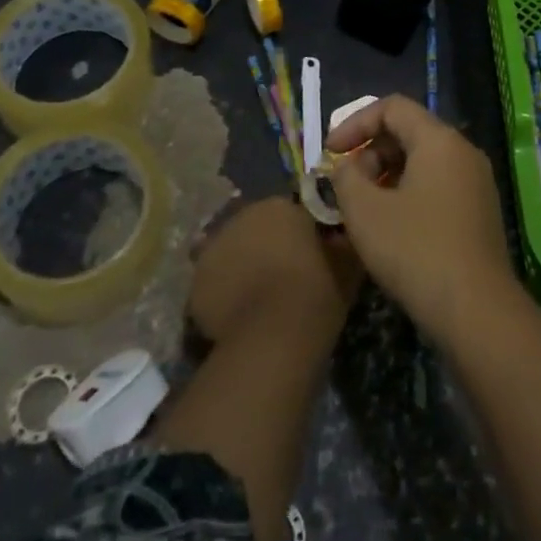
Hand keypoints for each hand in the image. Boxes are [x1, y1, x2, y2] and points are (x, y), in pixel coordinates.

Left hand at [188, 197, 362, 344]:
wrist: (275, 335)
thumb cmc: (317, 290)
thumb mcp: (346, 260)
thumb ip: (339, 239)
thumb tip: (338, 235)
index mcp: (278, 205)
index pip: (288, 210)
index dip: (297, 231)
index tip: (308, 252)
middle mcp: (240, 217)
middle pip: (254, 228)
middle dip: (264, 245)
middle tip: (282, 273)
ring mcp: (213, 249)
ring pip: (230, 253)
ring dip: (241, 266)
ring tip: (259, 297)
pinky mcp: (195, 283)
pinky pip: (213, 283)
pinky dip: (224, 294)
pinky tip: (240, 315)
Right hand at [325, 94, 512, 337]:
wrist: (476, 311)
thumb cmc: (415, 250)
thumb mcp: (364, 211)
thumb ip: (345, 177)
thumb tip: (345, 167)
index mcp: (439, 140)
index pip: (392, 107)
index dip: (355, 123)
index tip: (330, 153)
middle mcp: (463, 151)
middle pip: (408, 132)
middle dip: (369, 153)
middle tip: (345, 187)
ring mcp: (476, 182)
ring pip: (422, 162)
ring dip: (386, 177)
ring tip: (362, 211)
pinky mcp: (479, 212)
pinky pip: (437, 186)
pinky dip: (407, 194)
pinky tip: (389, 229)